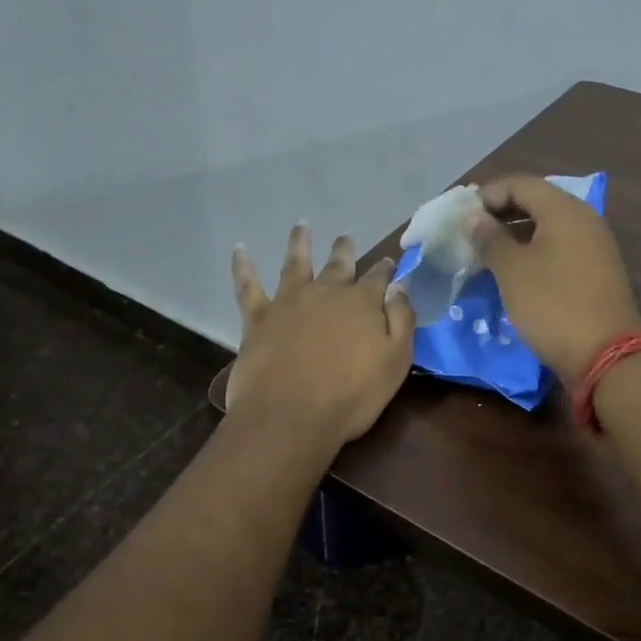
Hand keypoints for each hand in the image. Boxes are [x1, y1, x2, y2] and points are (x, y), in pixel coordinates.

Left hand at [228, 223, 416, 445]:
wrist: (291, 415)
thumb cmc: (351, 395)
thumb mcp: (395, 361)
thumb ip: (401, 320)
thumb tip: (400, 286)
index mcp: (362, 303)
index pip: (378, 277)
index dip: (385, 269)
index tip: (390, 261)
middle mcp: (326, 292)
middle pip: (338, 264)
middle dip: (344, 249)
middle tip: (346, 236)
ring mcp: (289, 301)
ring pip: (295, 262)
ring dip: (299, 242)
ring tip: (301, 225)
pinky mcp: (258, 317)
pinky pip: (248, 286)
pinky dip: (243, 266)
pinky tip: (240, 249)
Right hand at [467, 176, 640, 385]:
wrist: (606, 356)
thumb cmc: (553, 305)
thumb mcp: (512, 270)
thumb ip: (490, 238)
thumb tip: (475, 218)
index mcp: (565, 210)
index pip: (521, 184)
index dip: (488, 194)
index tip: (461, 216)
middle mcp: (584, 220)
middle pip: (536, 202)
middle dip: (500, 213)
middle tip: (470, 233)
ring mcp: (593, 246)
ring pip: (547, 227)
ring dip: (514, 235)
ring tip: (485, 254)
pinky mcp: (595, 272)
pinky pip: (558, 248)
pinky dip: (532, 252)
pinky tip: (512, 273)